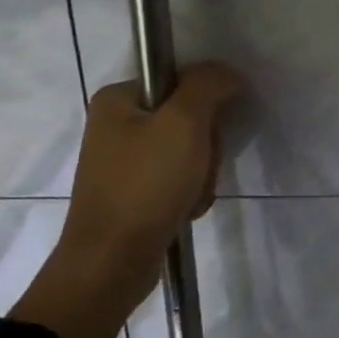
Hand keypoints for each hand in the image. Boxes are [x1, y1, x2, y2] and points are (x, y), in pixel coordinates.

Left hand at [11, 62, 242, 337]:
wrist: (111, 264)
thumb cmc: (145, 184)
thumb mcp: (183, 122)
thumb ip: (208, 85)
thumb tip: (227, 73)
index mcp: (117, 99)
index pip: (182, 81)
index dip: (205, 104)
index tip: (205, 132)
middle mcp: (115, 125)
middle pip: (188, 117)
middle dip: (205, 146)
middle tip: (199, 168)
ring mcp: (123, 162)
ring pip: (188, 150)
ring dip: (201, 173)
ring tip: (190, 196)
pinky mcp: (132, 192)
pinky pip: (176, 179)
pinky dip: (189, 193)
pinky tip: (184, 210)